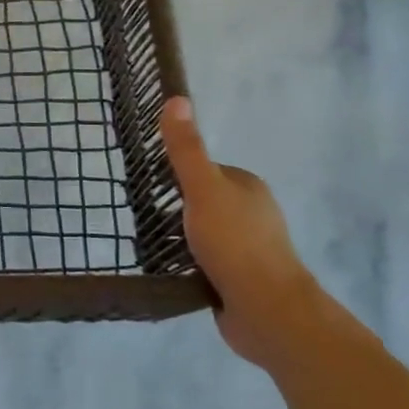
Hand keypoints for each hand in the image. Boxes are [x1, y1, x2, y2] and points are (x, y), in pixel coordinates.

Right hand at [160, 96, 326, 369]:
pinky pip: (204, 261)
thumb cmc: (235, 243)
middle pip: (199, 202)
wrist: (266, 310)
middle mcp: (251, 213)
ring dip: (177, 238)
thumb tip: (176, 98)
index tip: (147, 188)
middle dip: (173, 210)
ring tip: (146, 244)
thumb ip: (187, 149)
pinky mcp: (239, 279)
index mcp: (247, 187)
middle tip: (142, 219)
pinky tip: (166, 268)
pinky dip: (185, 263)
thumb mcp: (203, 189)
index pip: (202, 171)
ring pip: (200, 233)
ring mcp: (247, 248)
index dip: (175, 177)